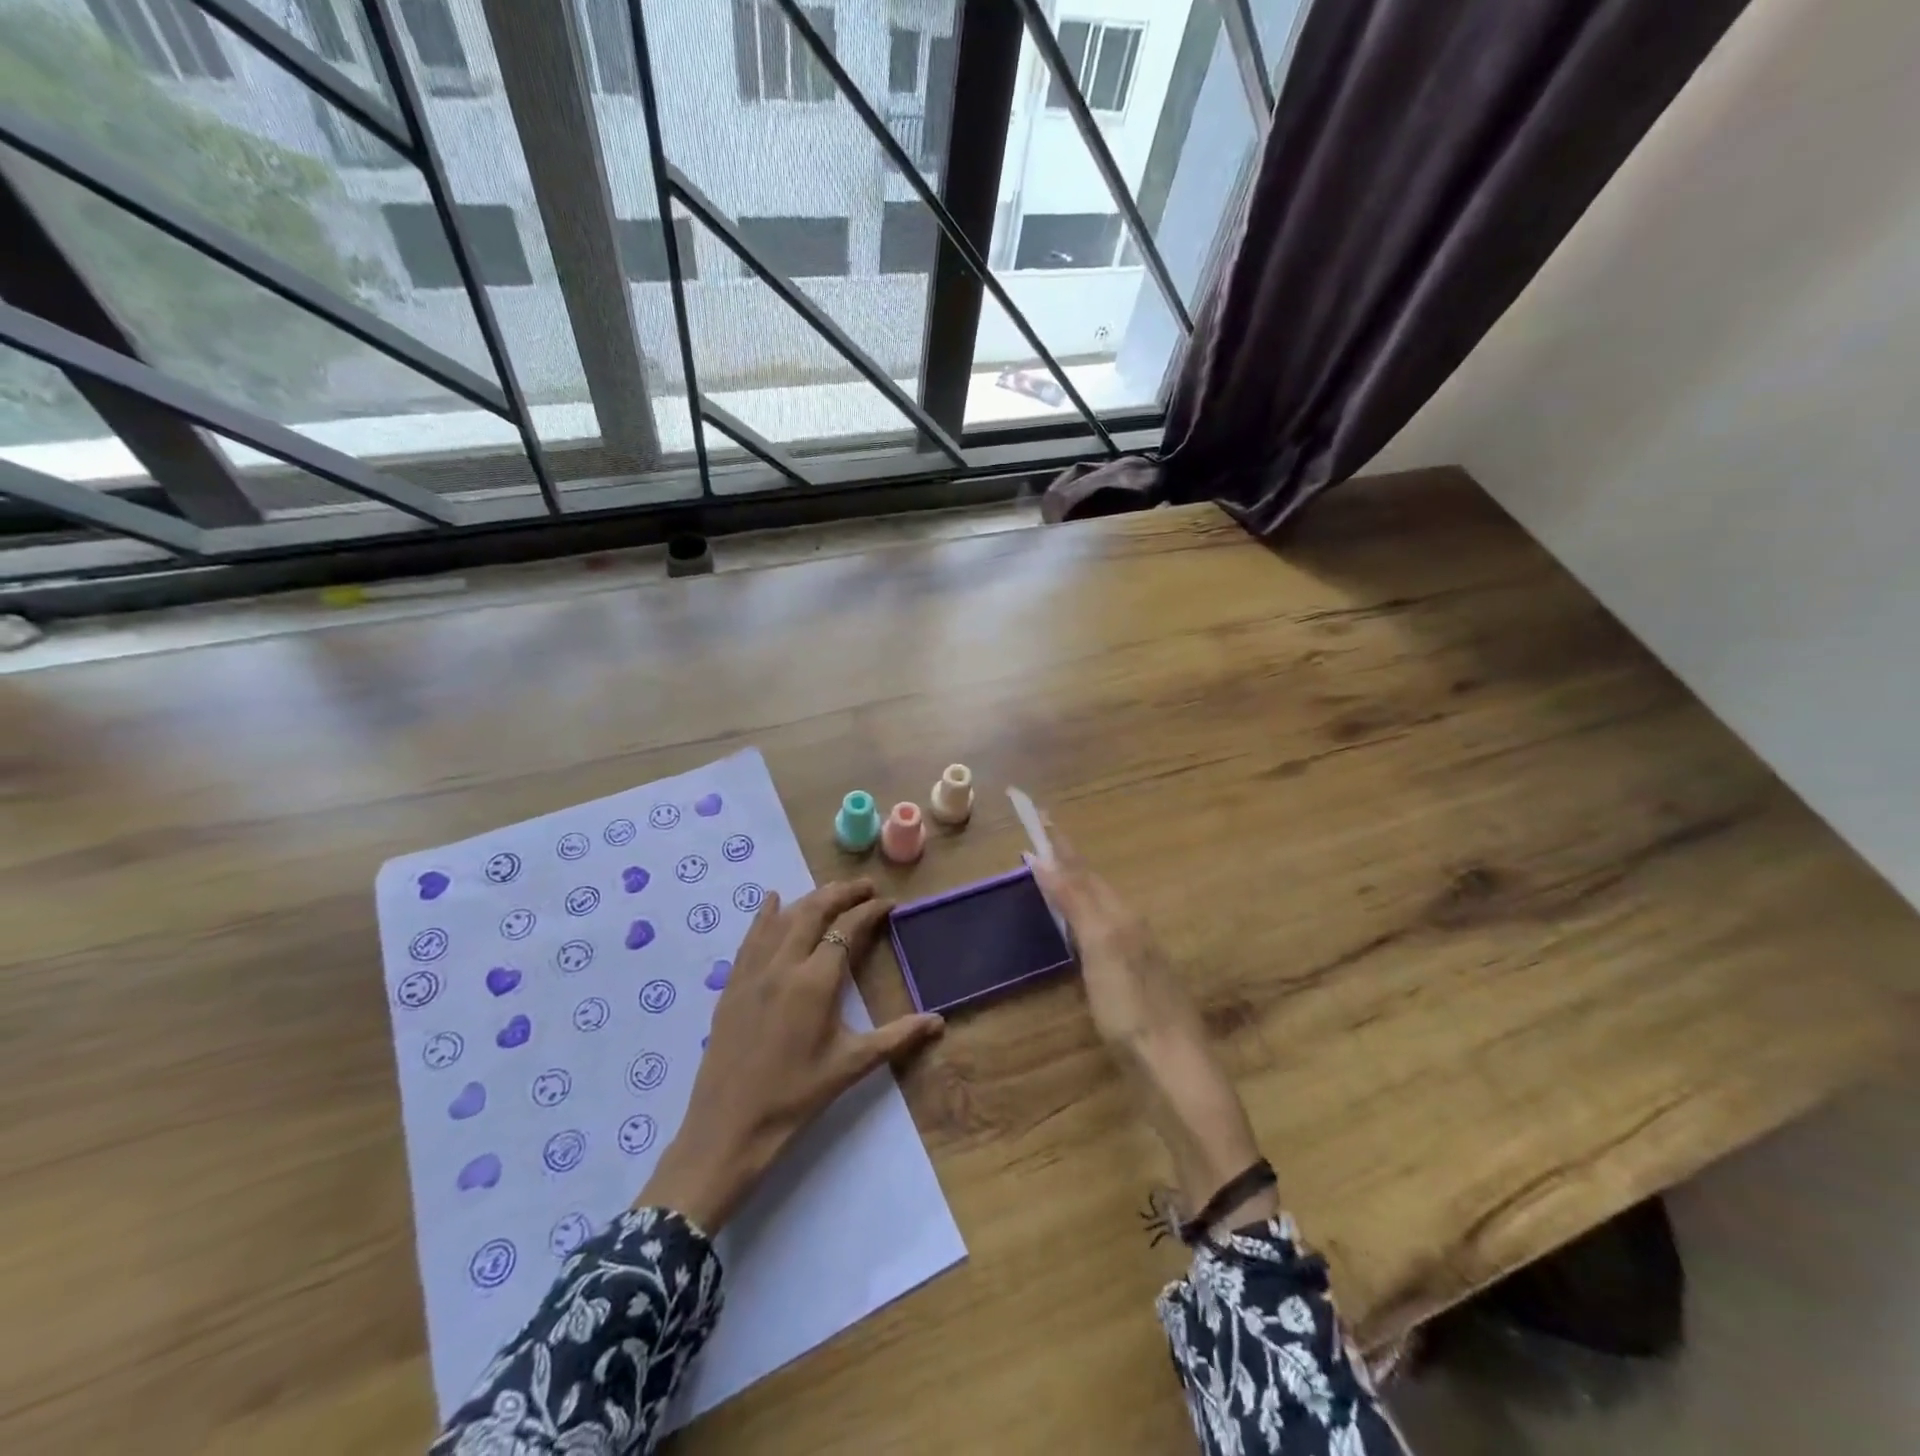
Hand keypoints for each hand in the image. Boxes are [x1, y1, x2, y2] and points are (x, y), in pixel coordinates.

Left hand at [637, 879, 944, 1232]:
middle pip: (814, 911)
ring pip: (783, 918)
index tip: (889, 903)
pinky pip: (751, 936)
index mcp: (815, 981)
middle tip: (866, 887)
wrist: (728, 1128)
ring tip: (832, 892)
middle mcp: (783, 964)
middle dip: (842, 893)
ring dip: (810, 898)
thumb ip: (897, 1037)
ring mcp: (753, 971)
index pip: (847, 929)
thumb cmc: (796, 1097)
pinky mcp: (732, 984)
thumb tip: (939, 1022)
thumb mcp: (851, 1065)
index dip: (870, 911)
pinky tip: (772, 901)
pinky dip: (766, 914)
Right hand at [1030, 823, 1272, 1229]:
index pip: (1084, 869)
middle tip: (1040, 838)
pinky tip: (1076, 929)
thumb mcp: (1102, 950)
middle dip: (1067, 859)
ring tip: (1053, 873)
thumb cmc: (1133, 1010)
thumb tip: (1044, 857)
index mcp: (1122, 916)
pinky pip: (1099, 932)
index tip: (1039, 811)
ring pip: (1099, 907)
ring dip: (1074, 886)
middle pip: (1094, 883)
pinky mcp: (1131, 983)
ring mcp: (1134, 956)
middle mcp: (1130, 927)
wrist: (1176, 1073)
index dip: (1060, 842)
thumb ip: (1076, 902)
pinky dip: (1080, 917)